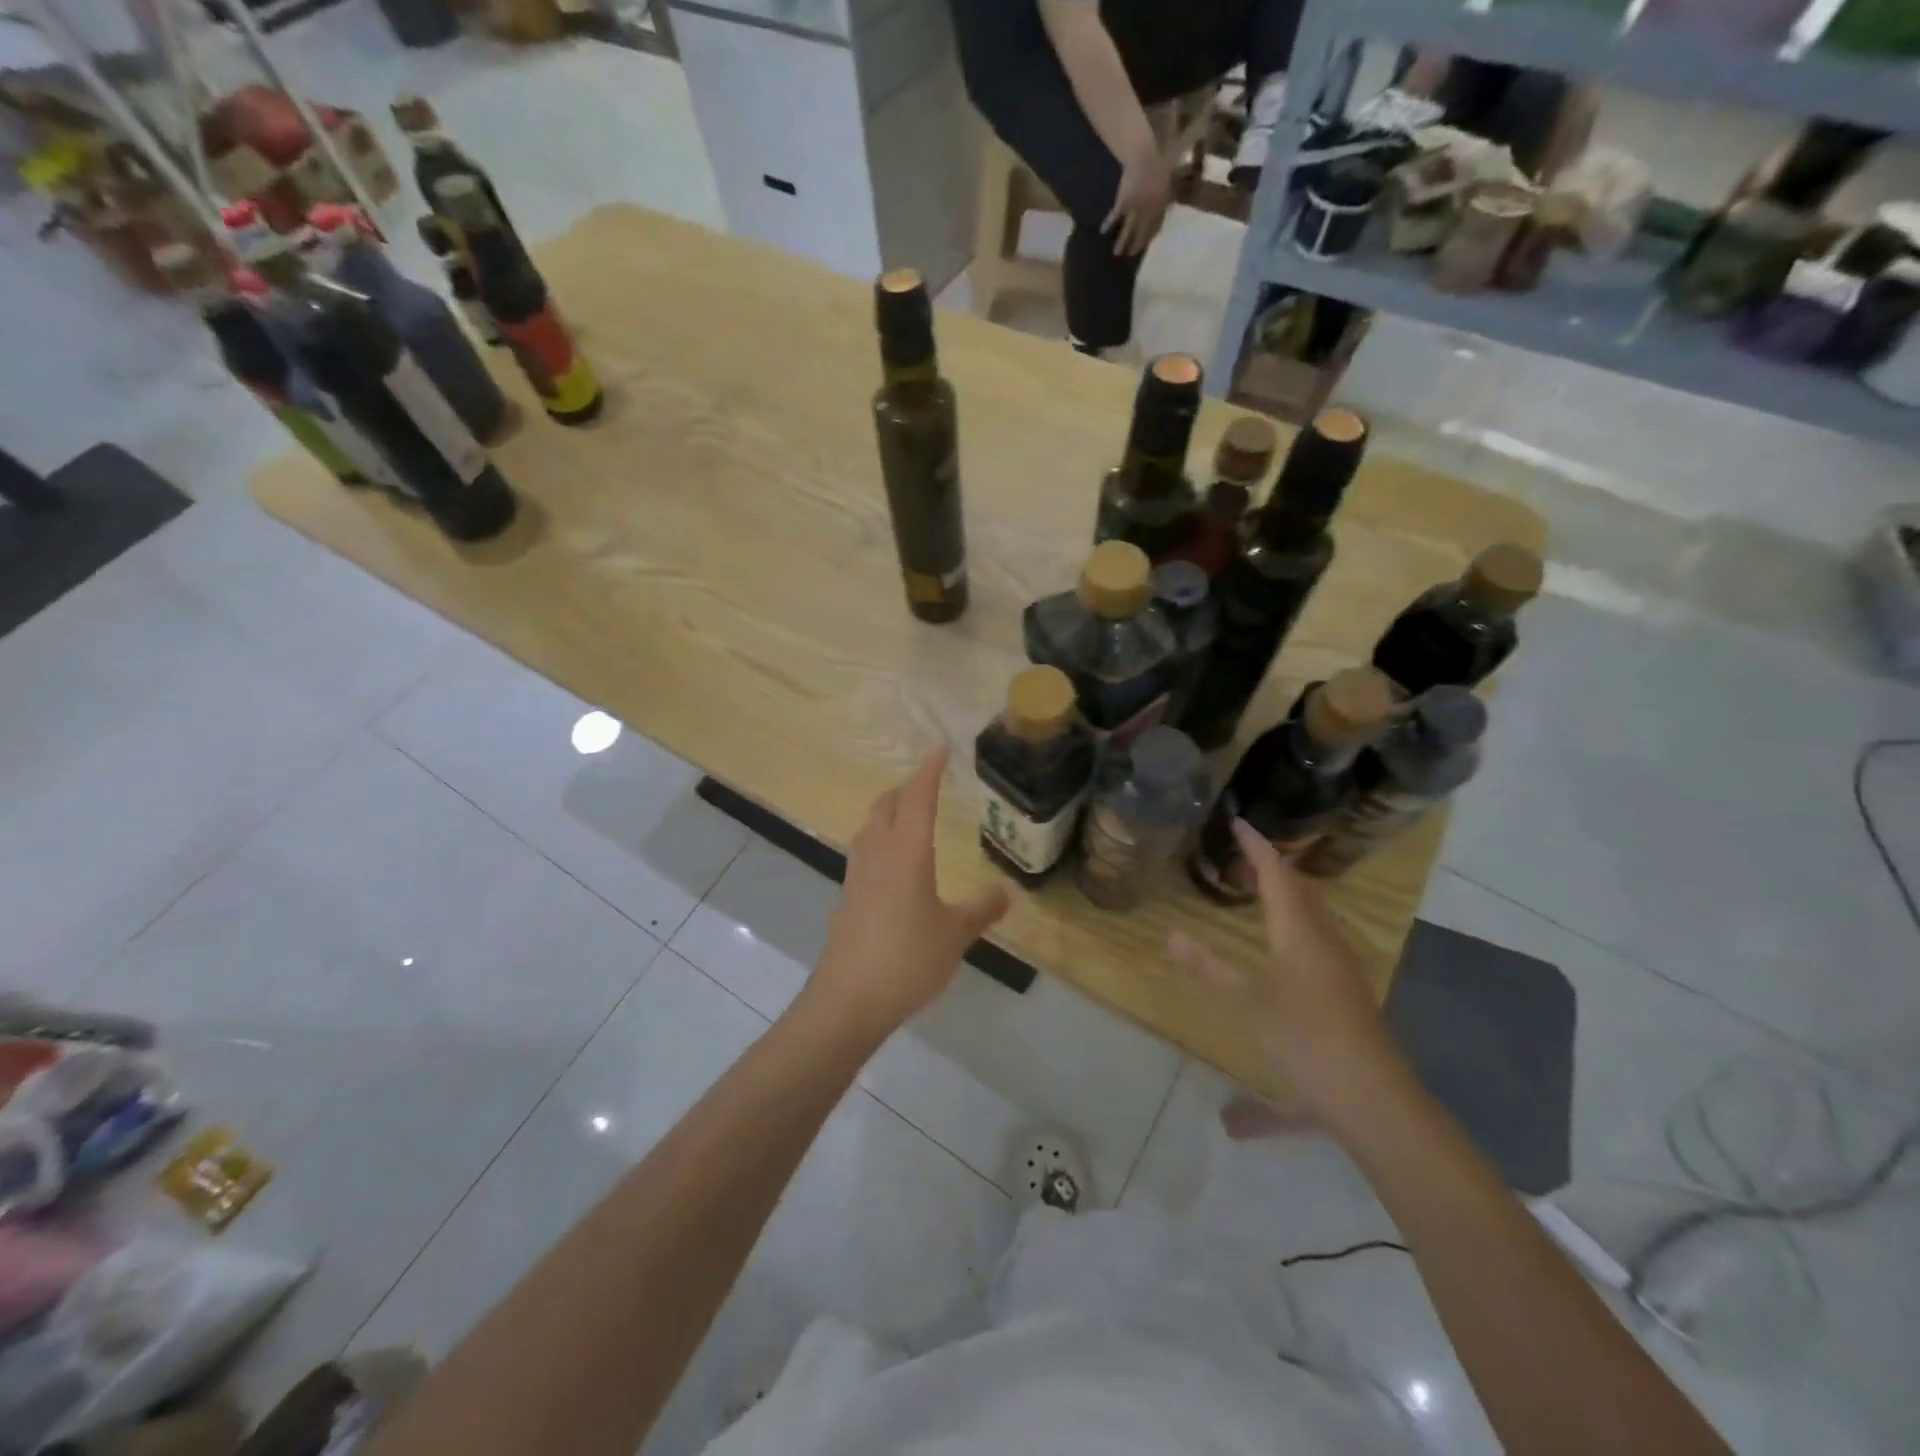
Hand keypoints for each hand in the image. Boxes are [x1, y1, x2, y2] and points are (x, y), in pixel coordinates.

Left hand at [803, 746, 1009, 1042]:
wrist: (848, 1000)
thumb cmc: (907, 959)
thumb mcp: (955, 935)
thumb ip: (981, 911)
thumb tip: (1006, 893)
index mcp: (907, 853)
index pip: (917, 798)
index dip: (928, 771)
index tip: (938, 749)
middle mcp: (877, 854)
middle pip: (886, 805)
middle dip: (905, 788)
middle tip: (927, 783)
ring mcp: (856, 875)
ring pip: (869, 827)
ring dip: (887, 812)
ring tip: (907, 815)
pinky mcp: (846, 898)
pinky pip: (863, 853)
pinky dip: (878, 840)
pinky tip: (891, 864)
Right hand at [1102, 146, 1173, 256]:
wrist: (1146, 158)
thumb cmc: (1160, 165)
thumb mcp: (1171, 180)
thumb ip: (1169, 194)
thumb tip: (1171, 201)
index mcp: (1160, 207)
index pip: (1155, 227)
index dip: (1149, 237)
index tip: (1144, 246)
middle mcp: (1147, 213)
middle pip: (1140, 233)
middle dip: (1135, 245)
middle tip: (1129, 255)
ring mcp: (1134, 209)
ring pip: (1127, 230)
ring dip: (1121, 242)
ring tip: (1116, 253)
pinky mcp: (1122, 203)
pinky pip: (1115, 216)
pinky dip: (1108, 223)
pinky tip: (1102, 231)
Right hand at [1168, 820, 1406, 1114]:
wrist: (1372, 1097)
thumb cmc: (1304, 1040)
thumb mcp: (1245, 1005)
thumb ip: (1207, 969)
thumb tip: (1171, 935)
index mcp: (1299, 932)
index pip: (1276, 874)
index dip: (1257, 847)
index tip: (1238, 822)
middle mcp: (1324, 937)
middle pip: (1300, 887)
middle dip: (1272, 865)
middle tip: (1241, 854)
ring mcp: (1341, 962)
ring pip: (1314, 910)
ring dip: (1287, 890)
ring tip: (1259, 887)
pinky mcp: (1348, 985)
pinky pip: (1319, 931)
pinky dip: (1296, 916)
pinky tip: (1285, 939)